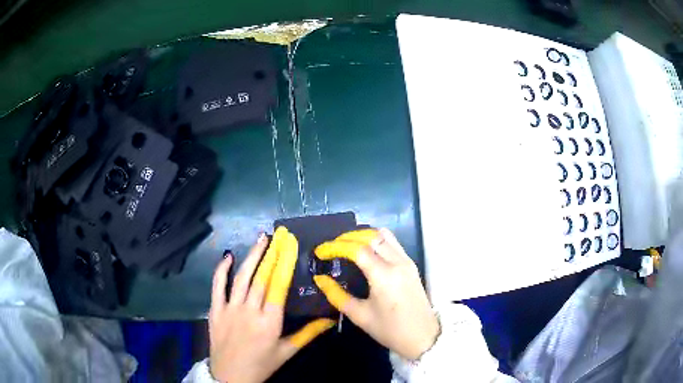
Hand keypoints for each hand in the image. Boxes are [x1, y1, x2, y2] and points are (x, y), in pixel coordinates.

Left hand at [209, 227, 335, 382]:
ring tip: (260, 239)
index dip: (285, 263)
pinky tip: (228, 256)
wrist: (230, 376)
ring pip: (241, 278)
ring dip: (251, 256)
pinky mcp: (215, 310)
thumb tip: (330, 319)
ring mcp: (230, 309)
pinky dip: (221, 270)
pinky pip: (217, 286)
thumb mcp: (287, 352)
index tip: (290, 245)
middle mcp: (250, 311)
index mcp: (270, 322)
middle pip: (261, 277)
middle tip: (278, 235)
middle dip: (271, 254)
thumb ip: (308, 334)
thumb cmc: (262, 364)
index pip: (279, 286)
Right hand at [313, 228, 439, 359]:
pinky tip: (365, 251)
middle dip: (348, 237)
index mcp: (384, 276)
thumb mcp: (360, 316)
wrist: (422, 337)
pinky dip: (376, 241)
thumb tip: (320, 279)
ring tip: (347, 246)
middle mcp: (397, 262)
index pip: (357, 249)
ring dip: (364, 236)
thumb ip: (337, 295)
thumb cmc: (390, 330)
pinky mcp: (411, 264)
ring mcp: (407, 261)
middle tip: (332, 246)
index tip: (320, 252)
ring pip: (384, 235)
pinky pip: (392, 243)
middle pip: (371, 236)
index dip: (336, 246)